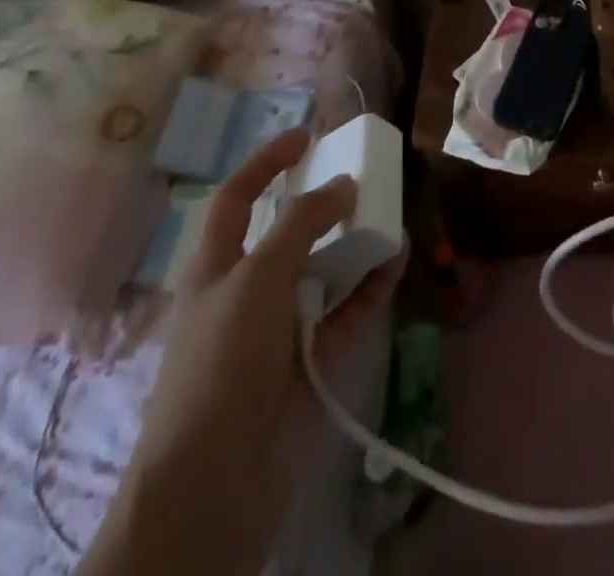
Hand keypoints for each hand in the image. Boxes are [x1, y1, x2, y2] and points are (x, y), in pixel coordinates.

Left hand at [82, 128, 402, 575]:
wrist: (218, 477)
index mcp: (216, 267)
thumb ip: (302, 223)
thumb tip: (343, 185)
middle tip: (363, 178)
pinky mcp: (313, 358)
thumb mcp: (257, 276)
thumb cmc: (223, 359)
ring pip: (325, 270)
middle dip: (323, 204)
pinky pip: (349, 309)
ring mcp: (282, 326)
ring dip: (356, 243)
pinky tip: (396, 259)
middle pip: (288, 233)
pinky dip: (372, 284)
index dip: (266, 163)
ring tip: (390, 214)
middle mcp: (248, 291)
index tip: (305, 135)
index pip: (236, 198)